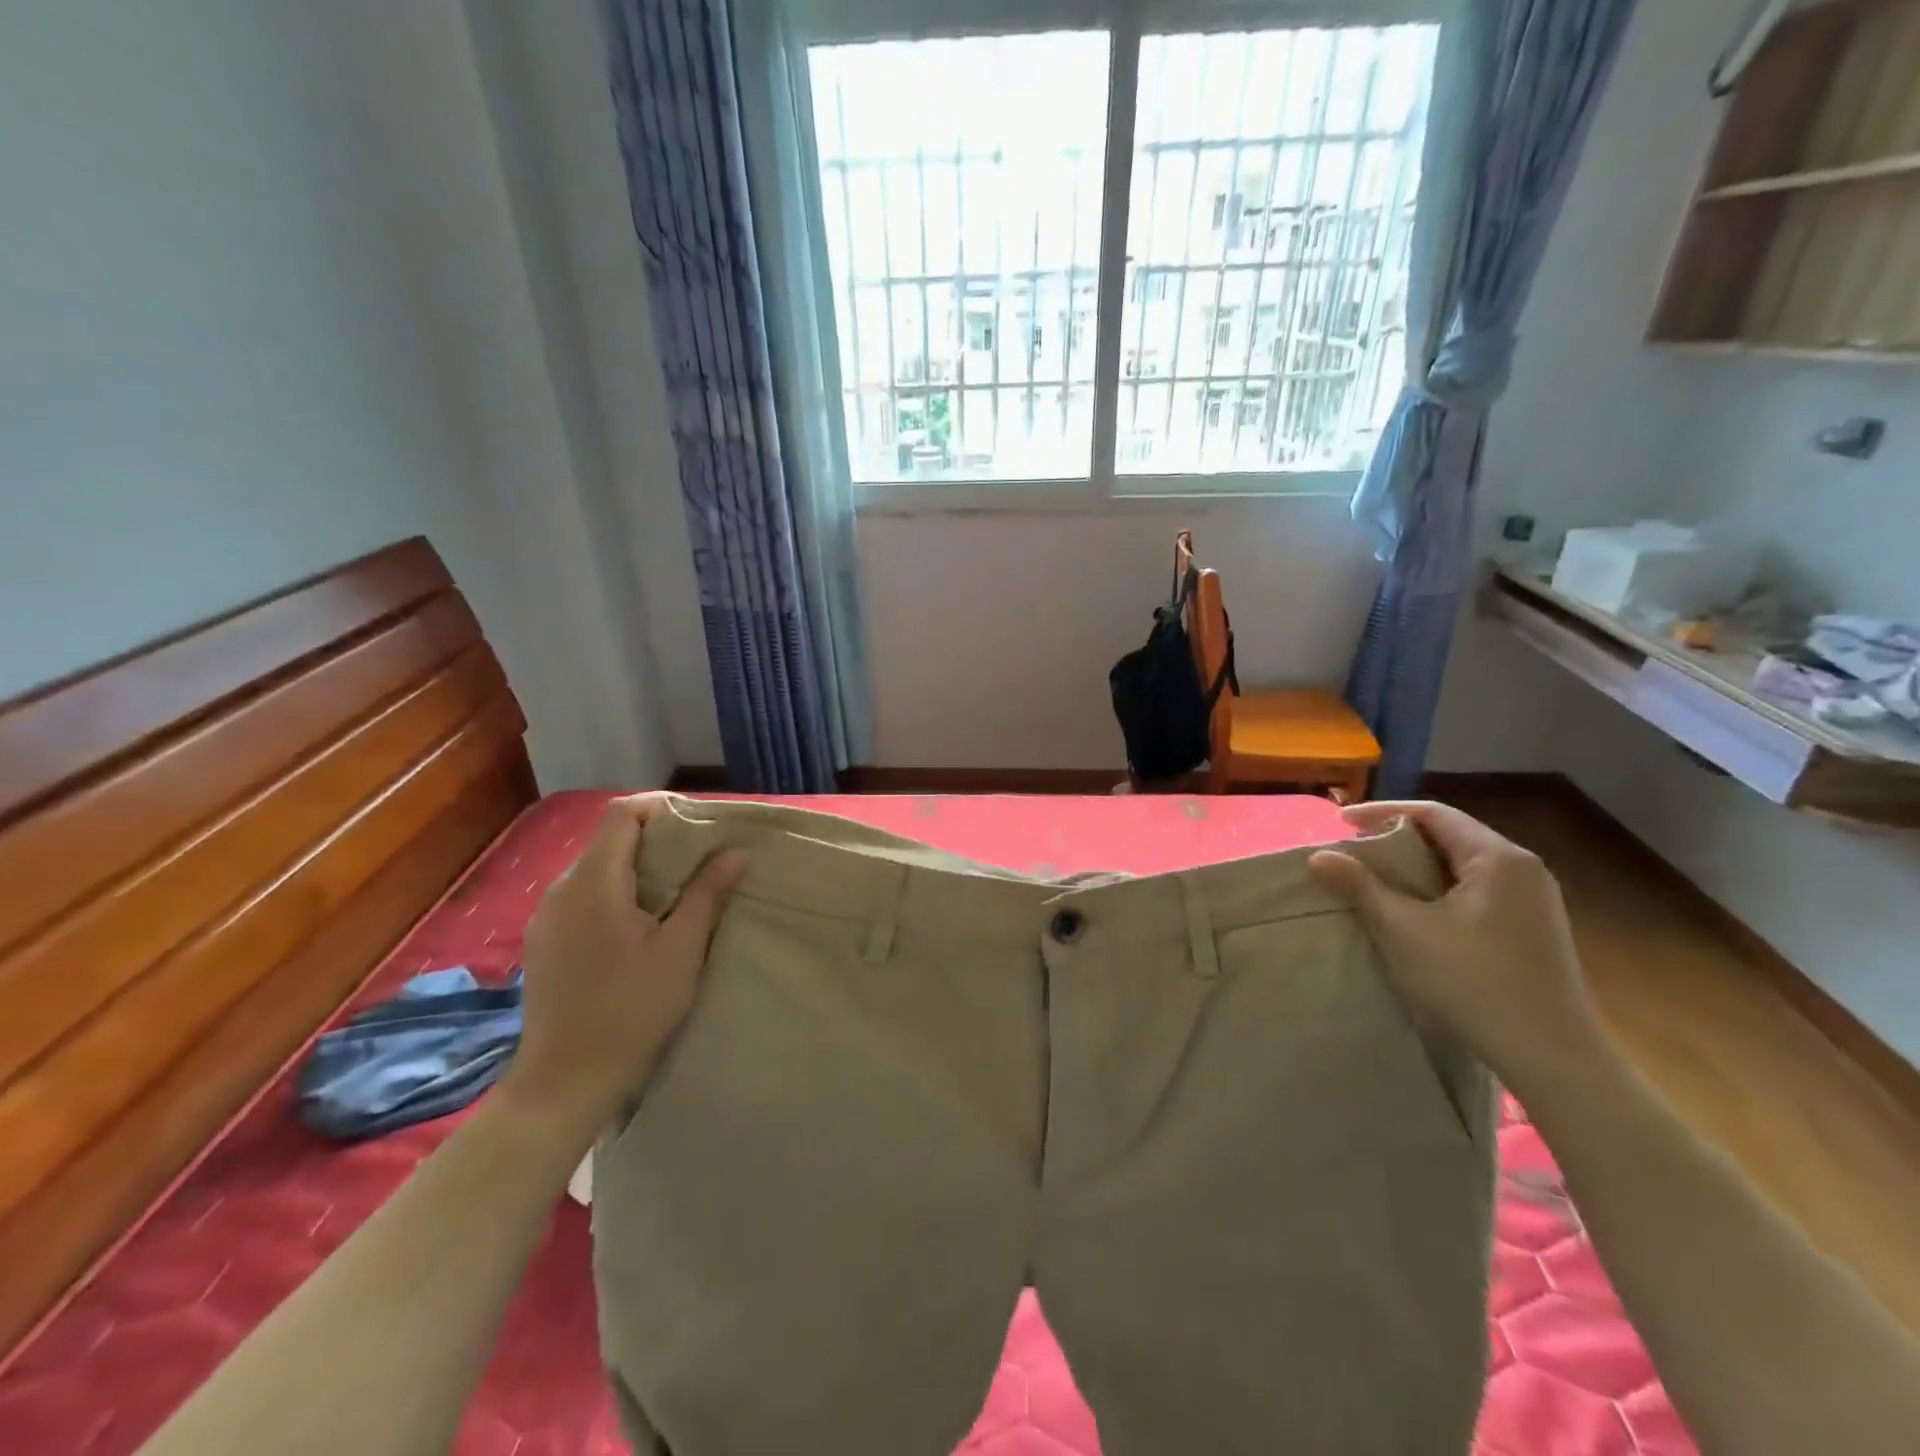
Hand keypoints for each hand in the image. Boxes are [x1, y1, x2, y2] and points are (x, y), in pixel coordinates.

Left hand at [498, 794, 747, 1139]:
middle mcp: (561, 889)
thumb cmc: (631, 1011)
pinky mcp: (544, 940)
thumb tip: (736, 851)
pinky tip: (638, 926)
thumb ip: (707, 893)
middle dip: (655, 839)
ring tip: (675, 895)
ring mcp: (546, 916)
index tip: (698, 826)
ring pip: (596, 868)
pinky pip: (582, 895)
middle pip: (609, 839)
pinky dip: (615, 892)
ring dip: (636, 868)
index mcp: (594, 883)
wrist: (564, 1081)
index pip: (622, 814)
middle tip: (699, 862)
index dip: (660, 808)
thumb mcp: (681, 950)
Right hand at [1307, 800, 1603, 1092]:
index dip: (1382, 812)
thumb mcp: (1404, 930)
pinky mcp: (1533, 931)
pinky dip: (1438, 891)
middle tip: (1355, 852)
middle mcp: (1523, 870)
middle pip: (1450, 837)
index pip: (1433, 814)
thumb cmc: (1473, 981)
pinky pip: (1476, 892)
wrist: (1551, 1056)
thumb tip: (1318, 856)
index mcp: (1498, 858)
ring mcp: (1534, 902)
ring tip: (1377, 881)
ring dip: (1417, 868)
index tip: (1341, 823)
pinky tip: (1416, 914)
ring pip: (1462, 867)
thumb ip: (1360, 887)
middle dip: (1398, 840)